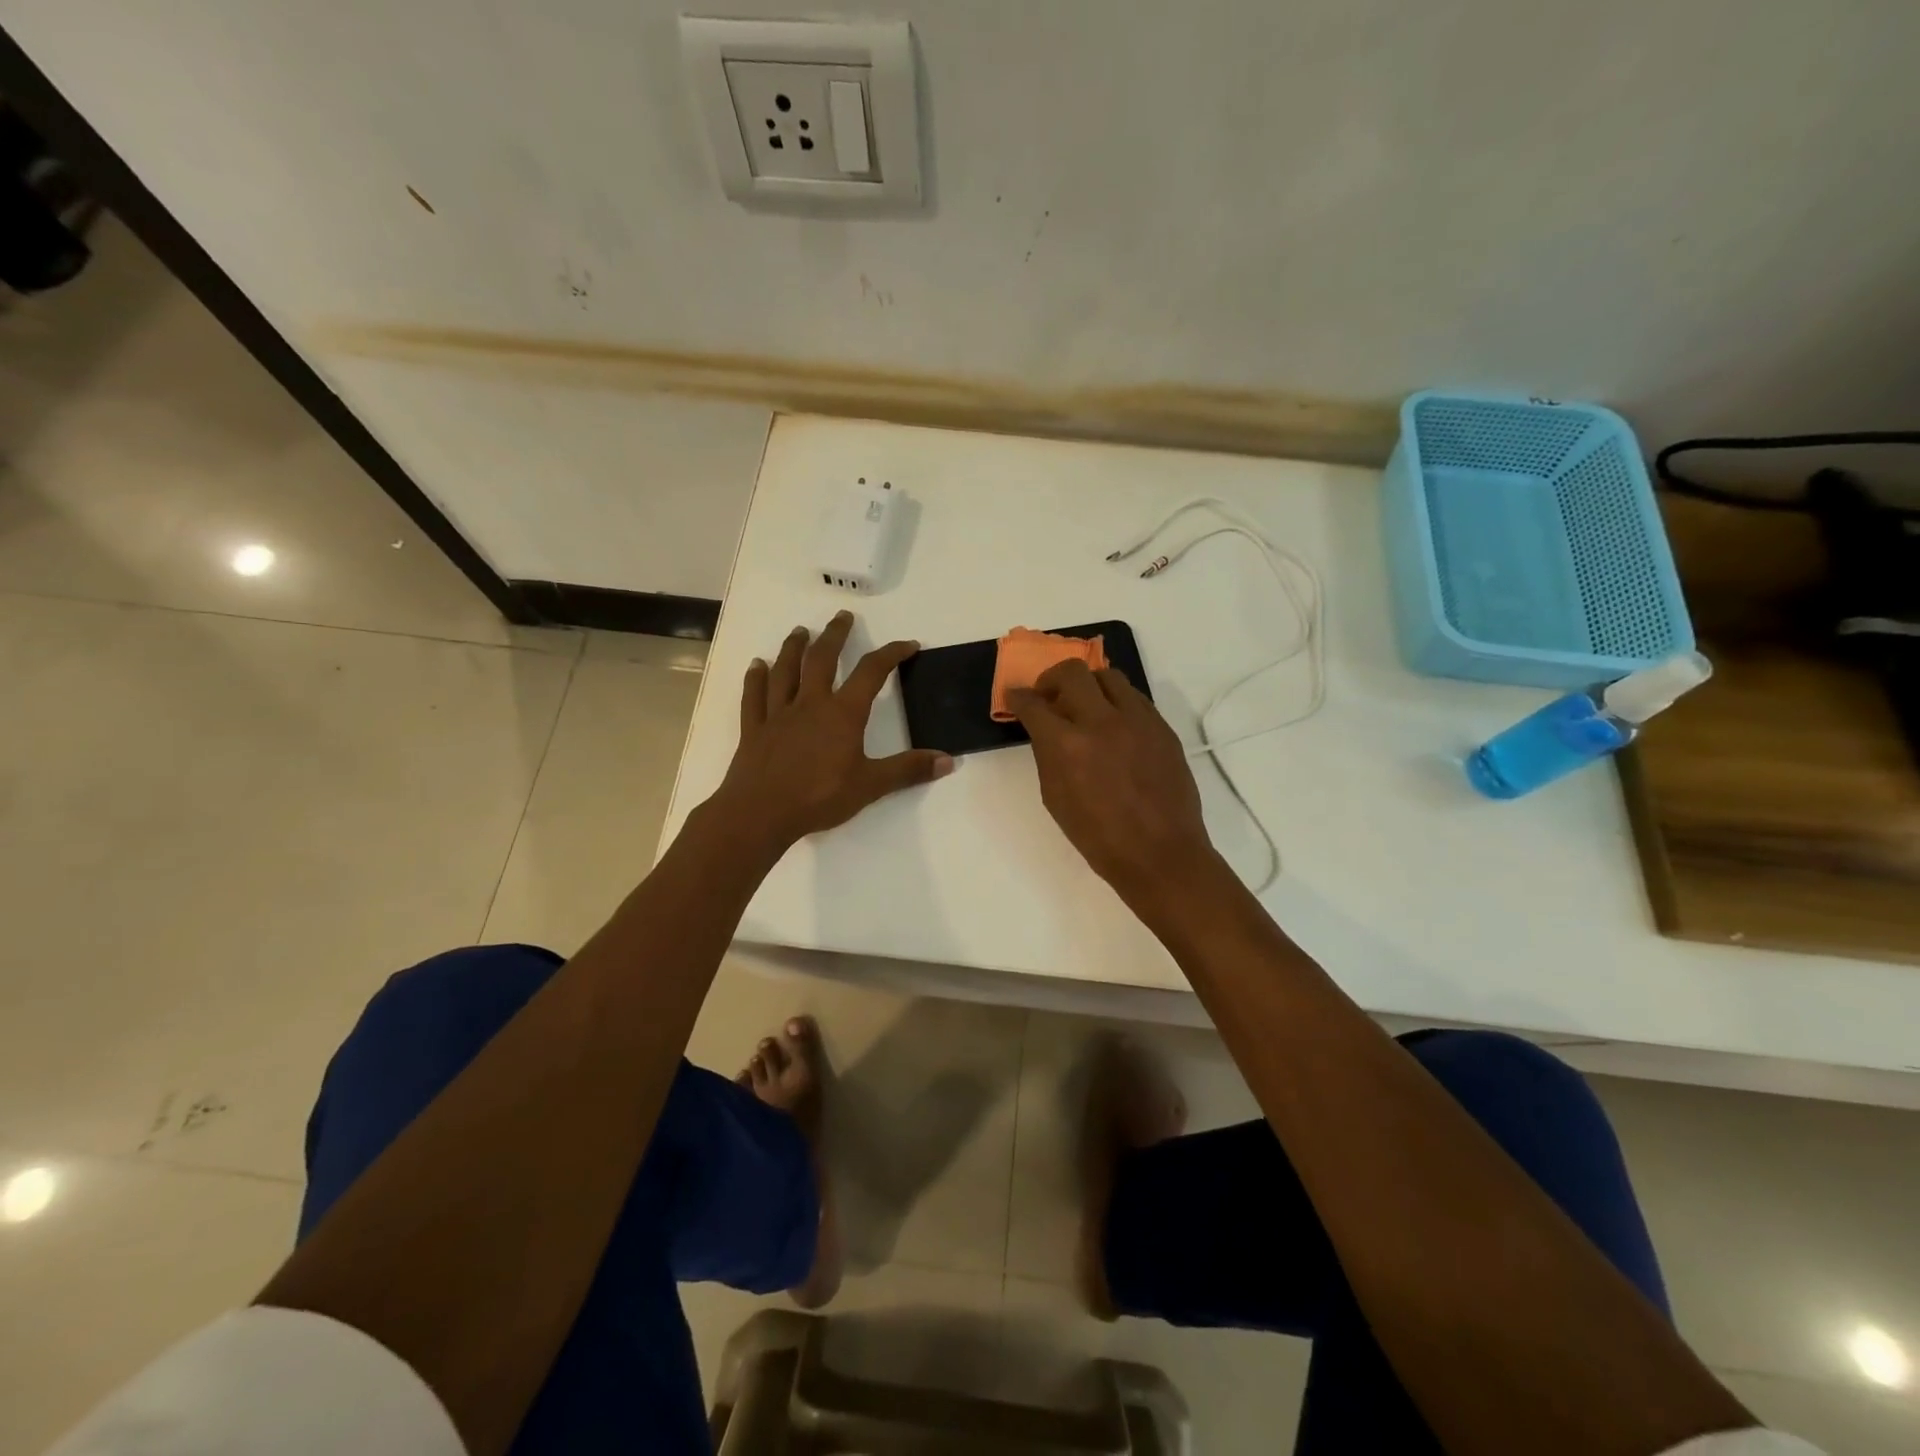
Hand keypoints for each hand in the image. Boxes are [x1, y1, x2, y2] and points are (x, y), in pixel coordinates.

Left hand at [715, 611, 952, 850]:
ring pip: (786, 671)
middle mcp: (810, 704)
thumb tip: (948, 761)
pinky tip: (756, 665)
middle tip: (842, 616)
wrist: (761, 813)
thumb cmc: (819, 798)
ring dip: (793, 648)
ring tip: (801, 631)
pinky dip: (755, 678)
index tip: (907, 644)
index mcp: (842, 713)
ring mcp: (778, 714)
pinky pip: (754, 696)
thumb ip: (908, 770)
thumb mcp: (871, 786)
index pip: (871, 673)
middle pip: (822, 659)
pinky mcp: (754, 729)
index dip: (891, 654)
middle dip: (835, 635)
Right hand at [1006, 660, 1219, 906]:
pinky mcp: (1162, 727)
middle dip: (1051, 678)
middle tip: (1048, 695)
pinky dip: (1116, 701)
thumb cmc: (1098, 837)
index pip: (1034, 704)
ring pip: (1108, 676)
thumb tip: (1046, 730)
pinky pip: (1134, 697)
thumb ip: (1048, 756)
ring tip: (1084, 704)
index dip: (1019, 697)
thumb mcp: (1055, 798)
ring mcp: (1137, 720)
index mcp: (1067, 745)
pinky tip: (1113, 723)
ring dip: (1088, 684)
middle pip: (1071, 672)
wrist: (1160, 853)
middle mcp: (1101, 722)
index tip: (1016, 697)